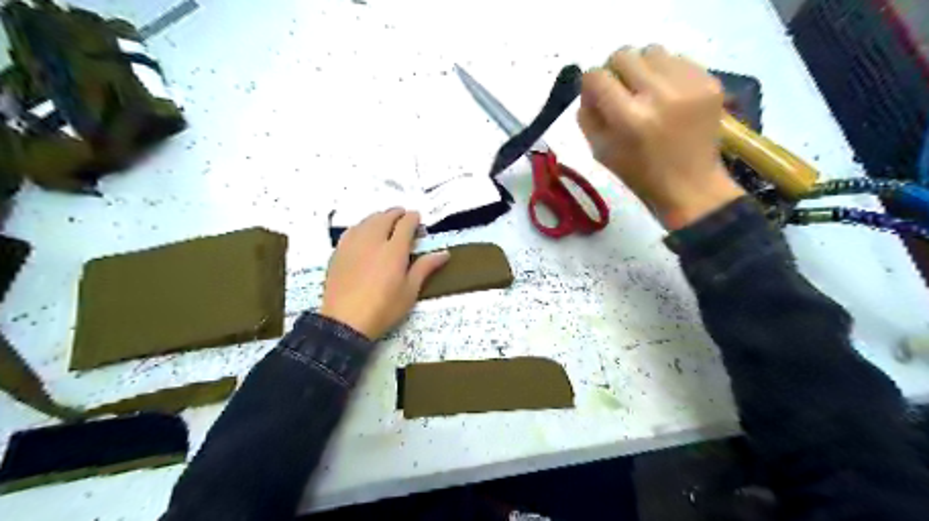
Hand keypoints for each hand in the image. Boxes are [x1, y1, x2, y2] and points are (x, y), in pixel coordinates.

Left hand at [320, 210, 450, 340]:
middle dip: (396, 213)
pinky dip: (363, 226)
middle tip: (403, 217)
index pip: (405, 224)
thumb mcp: (410, 291)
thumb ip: (425, 268)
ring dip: (379, 217)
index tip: (417, 219)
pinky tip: (364, 233)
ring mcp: (353, 244)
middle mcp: (373, 240)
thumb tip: (444, 253)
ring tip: (385, 223)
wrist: (345, 322)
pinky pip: (352, 230)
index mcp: (394, 250)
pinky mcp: (339, 251)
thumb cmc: (384, 308)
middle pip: (385, 217)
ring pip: (367, 220)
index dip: (413, 218)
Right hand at [579, 44, 744, 227]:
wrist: (690, 186)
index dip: (591, 84)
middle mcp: (660, 95)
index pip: (597, 76)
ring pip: (652, 51)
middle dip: (616, 72)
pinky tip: (669, 96)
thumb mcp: (599, 151)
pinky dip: (666, 73)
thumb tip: (589, 87)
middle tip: (622, 92)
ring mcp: (689, 85)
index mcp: (629, 118)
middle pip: (624, 55)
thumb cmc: (638, 174)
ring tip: (647, 92)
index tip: (597, 96)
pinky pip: (678, 60)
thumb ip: (587, 115)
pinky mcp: (710, 82)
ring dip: (642, 69)